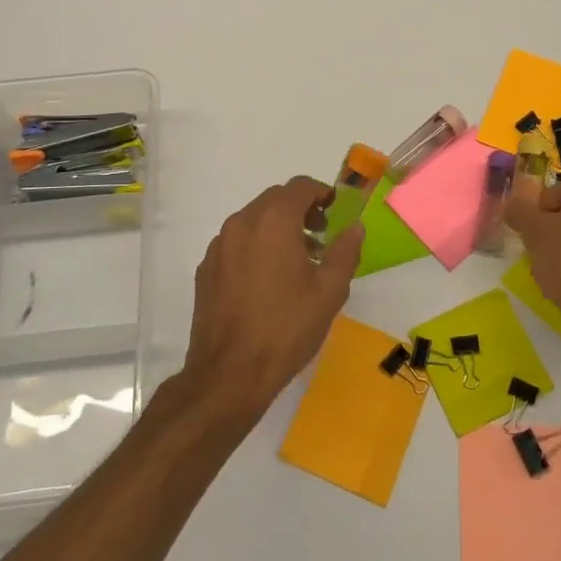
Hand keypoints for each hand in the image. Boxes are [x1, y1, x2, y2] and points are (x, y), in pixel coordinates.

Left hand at [182, 176, 363, 418]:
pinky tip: (268, 280)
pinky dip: (256, 246)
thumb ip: (345, 251)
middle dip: (300, 209)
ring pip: (253, 220)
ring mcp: (219, 246)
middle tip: (321, 235)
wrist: (229, 374)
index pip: (299, 186)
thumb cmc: (286, 328)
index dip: (321, 192)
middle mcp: (241, 223)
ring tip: (298, 261)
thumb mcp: (329, 291)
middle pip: (274, 199)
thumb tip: (355, 227)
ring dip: (277, 228)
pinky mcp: (206, 269)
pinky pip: (236, 243)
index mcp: (273, 221)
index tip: (335, 211)